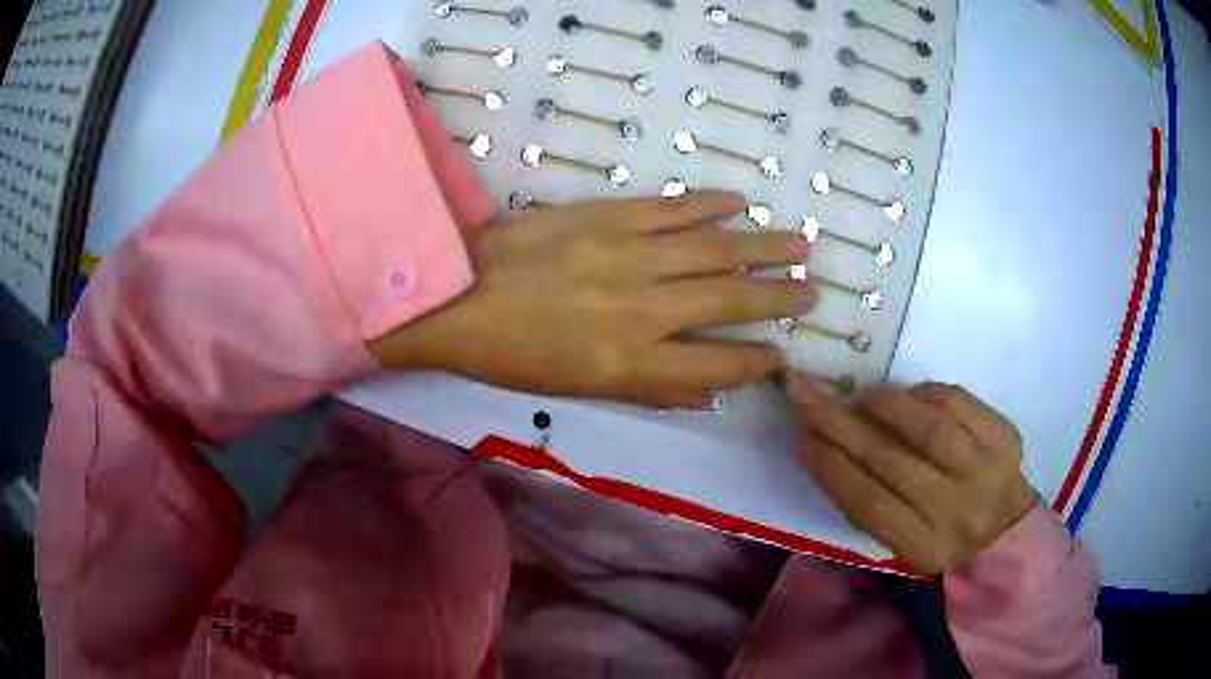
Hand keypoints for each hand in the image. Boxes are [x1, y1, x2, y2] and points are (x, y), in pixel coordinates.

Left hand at [371, 193, 816, 407]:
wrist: (455, 295)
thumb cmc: (511, 355)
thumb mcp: (578, 390)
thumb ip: (650, 389)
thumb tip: (707, 390)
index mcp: (632, 362)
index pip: (719, 364)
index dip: (757, 360)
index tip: (783, 353)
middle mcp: (644, 309)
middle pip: (730, 301)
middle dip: (779, 298)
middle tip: (813, 291)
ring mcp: (629, 255)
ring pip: (714, 250)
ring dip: (763, 247)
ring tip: (800, 245)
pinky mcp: (609, 216)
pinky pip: (671, 208)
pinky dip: (709, 204)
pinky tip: (739, 203)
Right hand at [787, 378, 1038, 572]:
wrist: (1006, 529)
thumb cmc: (942, 534)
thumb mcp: (902, 541)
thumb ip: (869, 505)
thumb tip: (824, 445)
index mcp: (923, 548)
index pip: (868, 505)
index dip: (830, 467)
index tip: (801, 437)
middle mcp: (956, 513)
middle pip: (892, 464)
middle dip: (842, 426)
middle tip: (808, 395)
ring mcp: (985, 472)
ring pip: (930, 430)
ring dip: (887, 406)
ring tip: (863, 396)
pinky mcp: (1005, 437)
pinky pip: (960, 404)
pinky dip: (926, 393)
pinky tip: (909, 395)